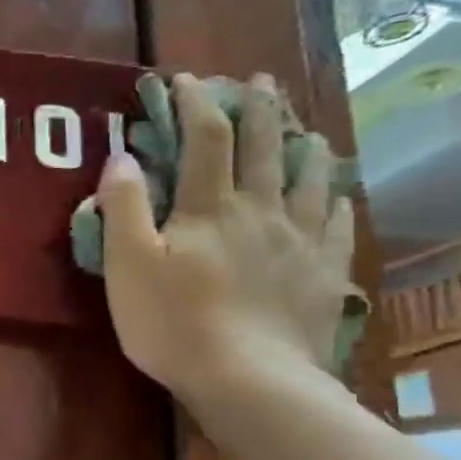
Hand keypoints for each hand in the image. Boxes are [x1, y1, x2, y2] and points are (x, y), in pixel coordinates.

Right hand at [83, 73, 355, 409]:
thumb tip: (122, 156)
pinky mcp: (323, 274)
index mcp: (210, 207)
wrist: (250, 380)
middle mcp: (261, 210)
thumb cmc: (174, 323)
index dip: (195, 102)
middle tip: (257, 80)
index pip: (205, 137)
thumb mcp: (128, 265)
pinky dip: (337, 200)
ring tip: (307, 128)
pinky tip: (339, 194)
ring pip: (311, 177)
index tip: (185, 79)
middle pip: (266, 145)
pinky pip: (338, 224)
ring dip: (305, 144)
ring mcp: (300, 241)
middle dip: (259, 107)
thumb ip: (124, 208)